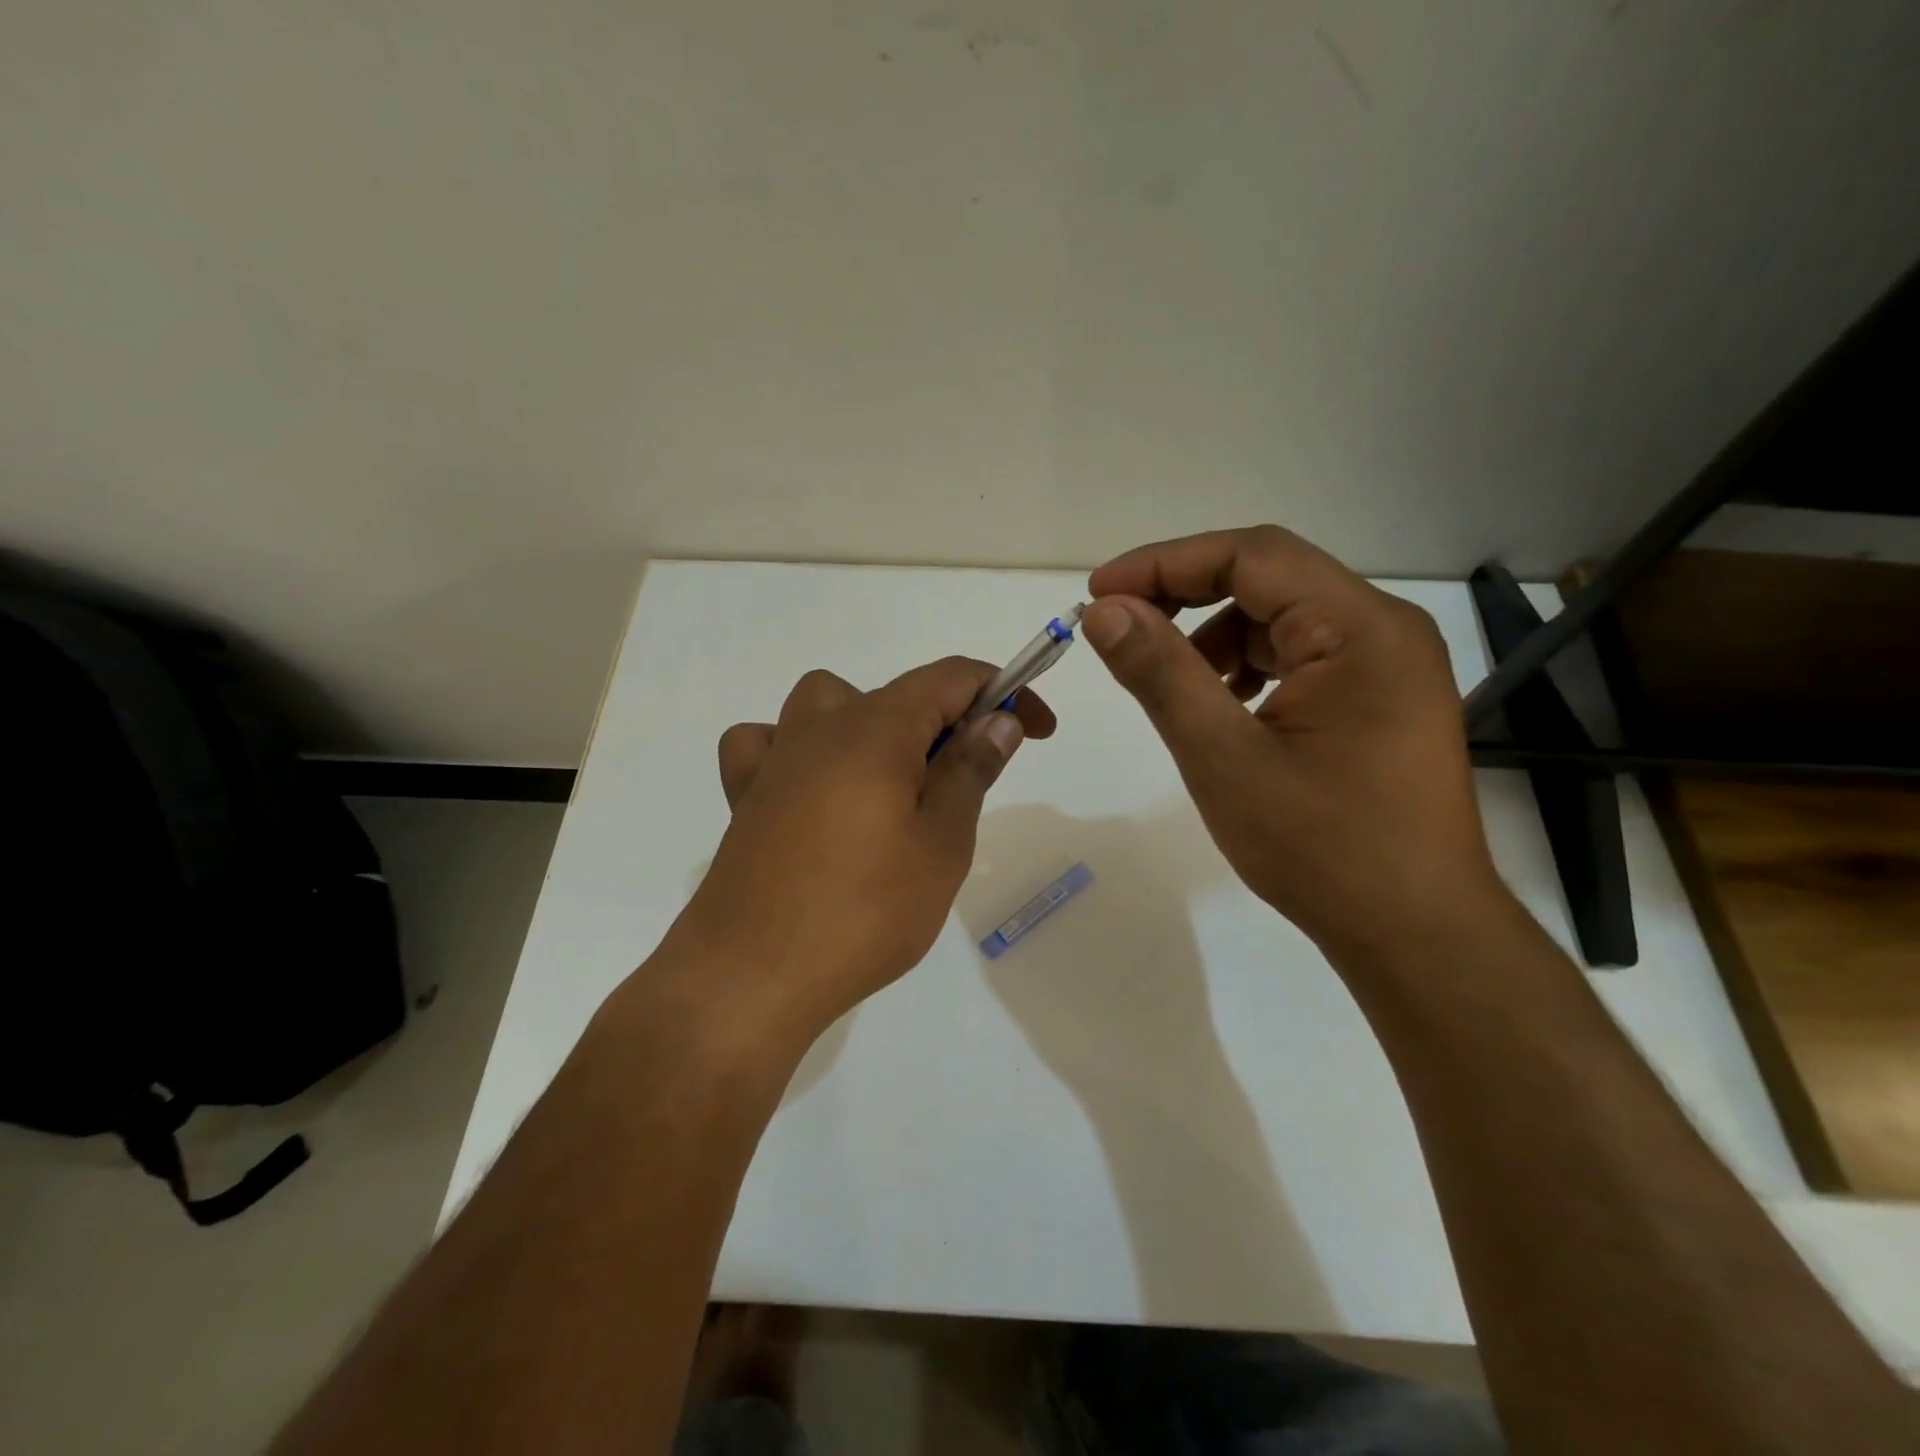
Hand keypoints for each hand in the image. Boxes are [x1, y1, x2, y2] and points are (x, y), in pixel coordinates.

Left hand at [668, 657, 1055, 1039]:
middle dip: (949, 721)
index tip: (1036, 729)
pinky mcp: (744, 796)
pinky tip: (811, 790)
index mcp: (876, 729)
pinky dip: (799, 750)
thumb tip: (999, 718)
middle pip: (897, 693)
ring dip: (874, 725)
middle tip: (970, 783)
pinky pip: (769, 743)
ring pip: (829, 704)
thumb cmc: (864, 912)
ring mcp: (775, 759)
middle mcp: (820, 726)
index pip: (952, 677)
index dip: (1004, 690)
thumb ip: (970, 770)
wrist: (751, 977)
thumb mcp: (941, 844)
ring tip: (892, 785)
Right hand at [1082, 526, 1502, 958]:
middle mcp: (1383, 630)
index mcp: (1359, 629)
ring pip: (1281, 617)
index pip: (1252, 555)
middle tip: (1121, 629)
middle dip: (1186, 596)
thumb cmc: (1321, 848)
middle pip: (1269, 578)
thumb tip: (1106, 612)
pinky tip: (1223, 708)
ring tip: (1172, 684)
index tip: (1100, 593)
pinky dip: (1247, 666)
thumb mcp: (1222, 757)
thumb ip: (1161, 674)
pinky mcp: (1379, 699)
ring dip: (1214, 636)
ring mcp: (1387, 665)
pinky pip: (1301, 655)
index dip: (1166, 563)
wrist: (1415, 933)